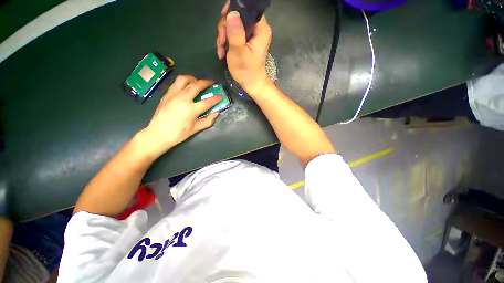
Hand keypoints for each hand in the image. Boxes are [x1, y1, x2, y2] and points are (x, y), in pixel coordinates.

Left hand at [141, 75, 221, 155]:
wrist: (158, 134)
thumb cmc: (178, 134)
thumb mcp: (195, 129)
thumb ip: (207, 121)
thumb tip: (216, 113)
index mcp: (191, 110)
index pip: (207, 102)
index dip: (216, 98)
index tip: (221, 96)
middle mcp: (182, 99)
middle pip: (196, 85)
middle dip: (206, 82)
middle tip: (211, 83)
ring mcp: (173, 95)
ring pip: (184, 79)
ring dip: (193, 79)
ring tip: (197, 82)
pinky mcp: (166, 95)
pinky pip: (176, 84)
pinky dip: (184, 82)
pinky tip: (187, 87)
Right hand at [216, 2, 272, 95]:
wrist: (251, 84)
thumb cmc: (247, 71)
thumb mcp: (239, 53)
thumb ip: (236, 33)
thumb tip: (232, 13)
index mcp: (260, 29)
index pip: (248, 8)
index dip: (234, 9)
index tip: (224, 19)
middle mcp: (257, 29)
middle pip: (238, 16)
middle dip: (225, 27)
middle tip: (221, 41)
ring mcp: (251, 36)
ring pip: (233, 25)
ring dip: (224, 36)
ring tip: (221, 50)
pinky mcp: (246, 42)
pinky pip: (233, 34)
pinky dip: (226, 42)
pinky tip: (223, 52)